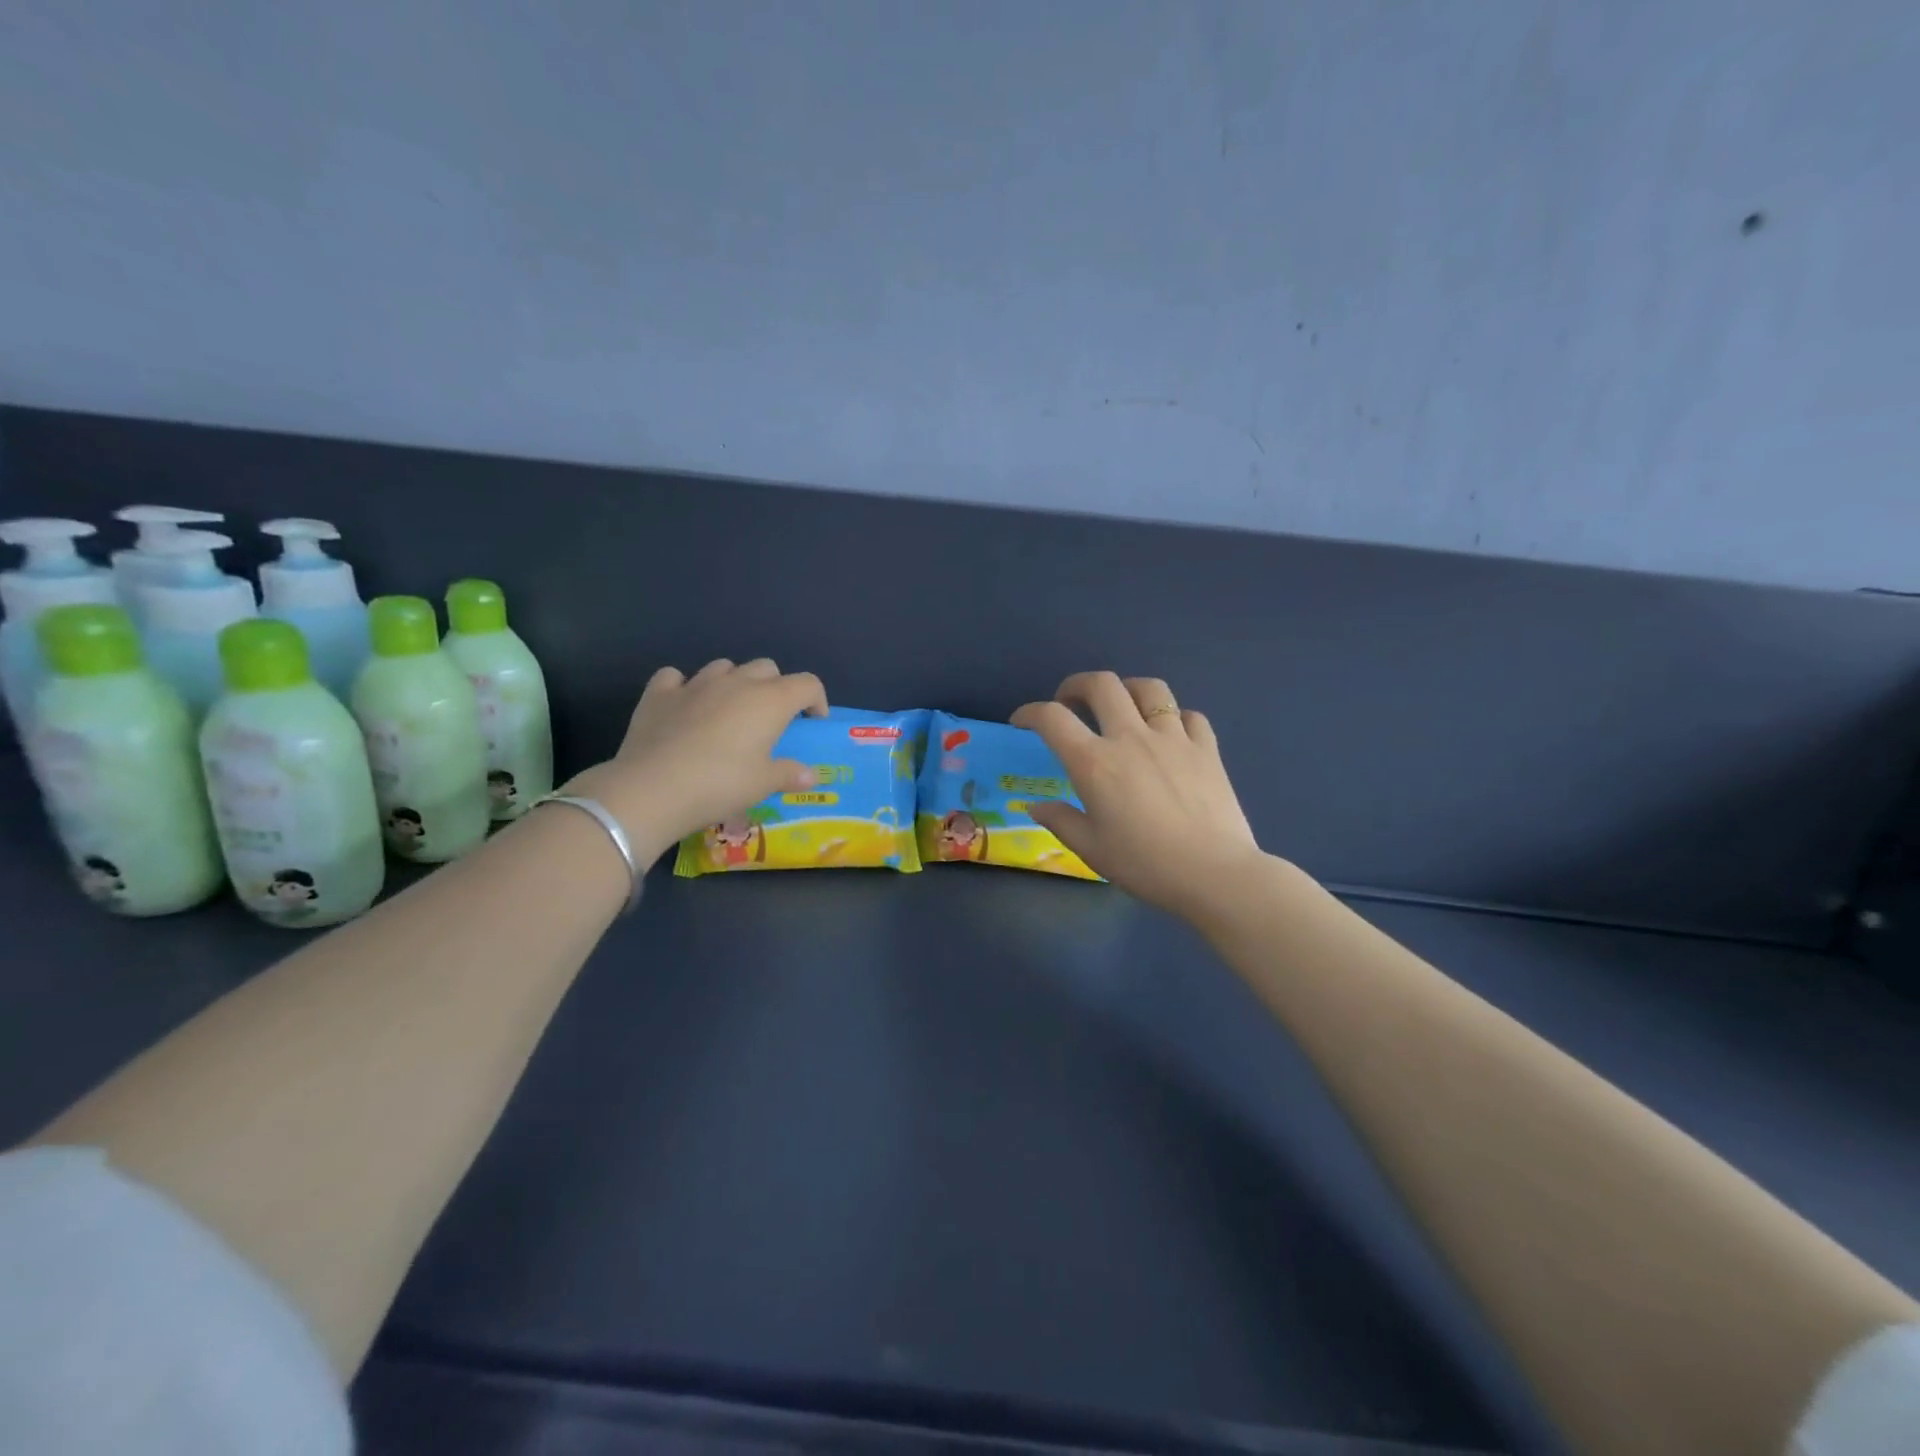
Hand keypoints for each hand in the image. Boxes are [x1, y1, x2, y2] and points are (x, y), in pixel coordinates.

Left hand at [563, 658, 825, 862]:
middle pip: (767, 668)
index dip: (816, 700)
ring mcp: (695, 684)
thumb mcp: (763, 785)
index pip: (807, 683)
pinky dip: (685, 687)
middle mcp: (736, 683)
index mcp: (770, 701)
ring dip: (734, 682)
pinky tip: (684, 706)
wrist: (653, 788)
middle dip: (776, 687)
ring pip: (724, 667)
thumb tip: (811, 776)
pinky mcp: (659, 693)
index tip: (812, 722)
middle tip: (771, 719)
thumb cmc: (721, 784)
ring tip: (729, 711)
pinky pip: (676, 677)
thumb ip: (789, 774)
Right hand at [1012, 672, 1265, 921]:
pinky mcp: (1206, 748)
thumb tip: (1036, 805)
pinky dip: (1174, 718)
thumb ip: (1060, 821)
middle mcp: (1131, 738)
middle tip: (1070, 702)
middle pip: (1101, 684)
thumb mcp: (1092, 849)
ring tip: (1122, 706)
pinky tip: (1170, 734)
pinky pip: (1189, 715)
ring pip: (1149, 688)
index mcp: (1095, 763)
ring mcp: (1173, 738)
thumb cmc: (1145, 865)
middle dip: (1076, 685)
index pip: (1052, 718)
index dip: (1030, 712)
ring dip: (1127, 689)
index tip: (1022, 722)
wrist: (1214, 874)